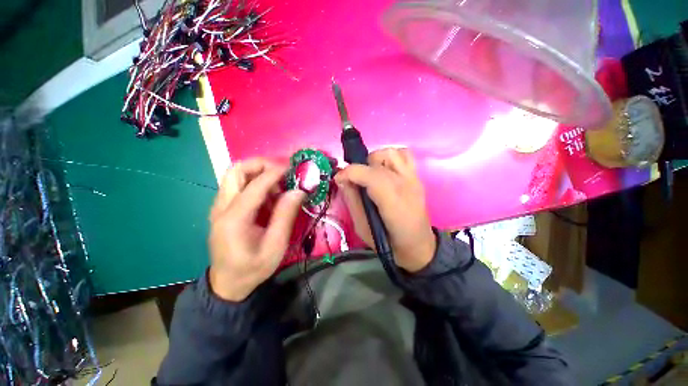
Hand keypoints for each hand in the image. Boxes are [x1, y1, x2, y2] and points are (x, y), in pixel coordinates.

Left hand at [208, 159, 305, 301]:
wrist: (228, 284)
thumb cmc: (253, 268)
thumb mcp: (275, 246)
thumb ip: (286, 216)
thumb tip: (298, 191)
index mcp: (234, 219)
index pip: (255, 185)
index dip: (275, 172)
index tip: (293, 169)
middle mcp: (221, 207)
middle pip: (236, 170)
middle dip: (261, 164)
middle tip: (283, 171)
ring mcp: (219, 207)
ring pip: (235, 175)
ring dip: (258, 173)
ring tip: (278, 185)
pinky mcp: (223, 209)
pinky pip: (238, 186)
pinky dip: (255, 183)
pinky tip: (269, 196)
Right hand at [335, 148, 435, 272]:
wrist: (418, 245)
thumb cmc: (389, 242)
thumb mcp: (362, 227)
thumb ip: (352, 201)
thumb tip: (342, 180)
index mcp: (392, 201)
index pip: (369, 174)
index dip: (349, 173)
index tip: (338, 179)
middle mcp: (405, 184)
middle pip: (378, 160)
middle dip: (360, 168)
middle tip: (355, 182)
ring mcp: (413, 178)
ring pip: (391, 152)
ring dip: (375, 160)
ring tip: (370, 175)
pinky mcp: (417, 176)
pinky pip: (404, 154)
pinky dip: (390, 157)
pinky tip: (385, 170)